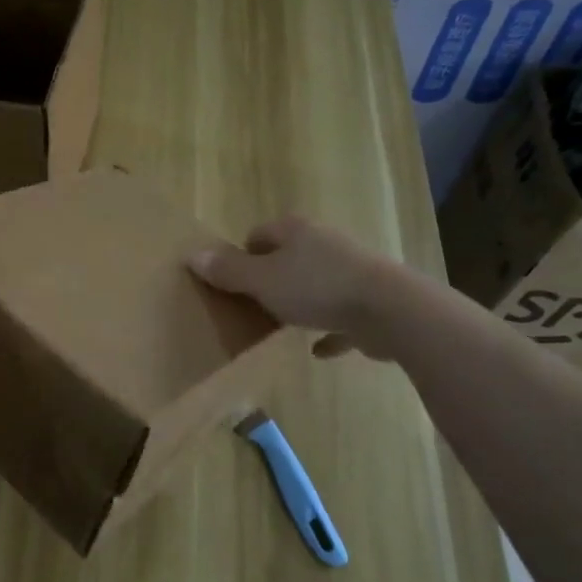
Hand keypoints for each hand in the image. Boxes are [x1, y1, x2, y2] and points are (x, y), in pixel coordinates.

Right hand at [190, 215, 428, 361]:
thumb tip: (192, 255)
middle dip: (271, 278)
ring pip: (316, 284)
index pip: (259, 234)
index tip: (231, 281)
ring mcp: (351, 272)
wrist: (389, 310)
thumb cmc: (316, 288)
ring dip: (301, 301)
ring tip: (282, 325)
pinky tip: (317, 350)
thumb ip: (228, 270)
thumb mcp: (261, 280)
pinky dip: (329, 330)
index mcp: (296, 232)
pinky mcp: (370, 302)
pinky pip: (341, 316)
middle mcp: (324, 244)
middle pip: (289, 257)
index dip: (241, 254)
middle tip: (252, 305)